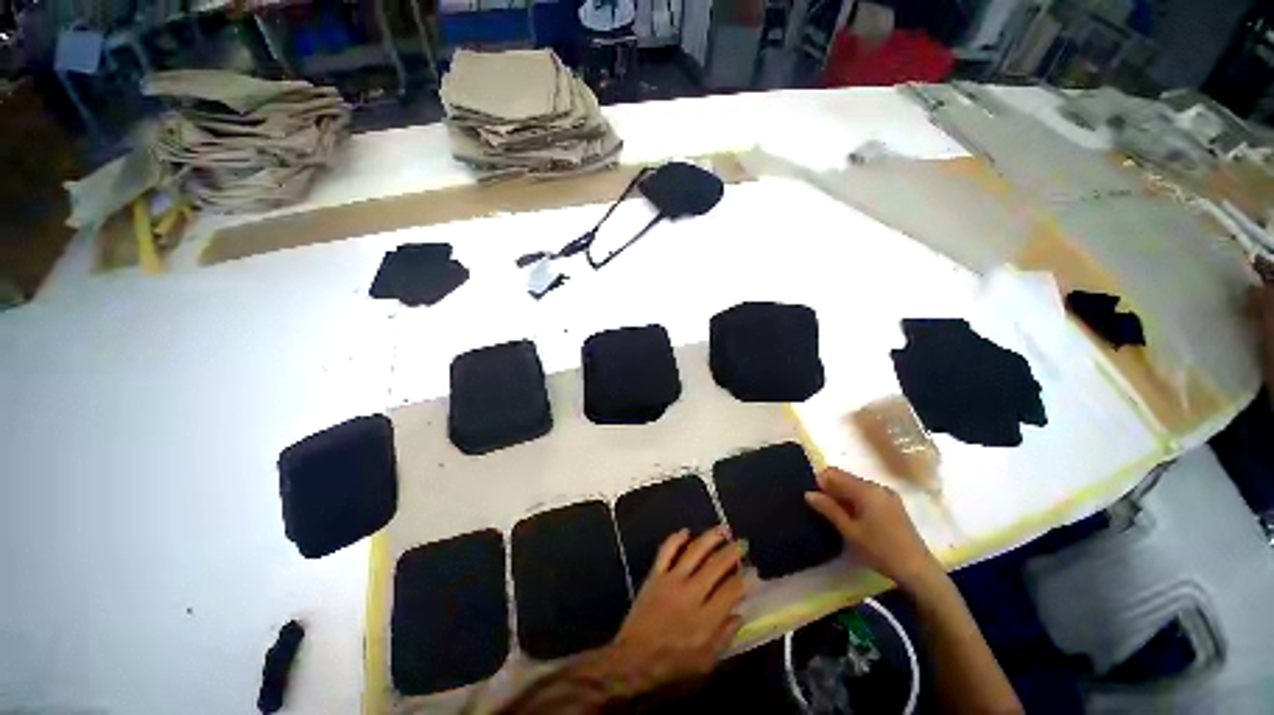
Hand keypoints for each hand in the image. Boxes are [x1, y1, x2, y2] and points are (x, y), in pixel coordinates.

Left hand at [604, 527, 745, 691]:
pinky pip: (667, 550)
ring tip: (722, 529)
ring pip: (694, 551)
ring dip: (710, 538)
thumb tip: (739, 614)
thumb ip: (724, 637)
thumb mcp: (705, 663)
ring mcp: (672, 580)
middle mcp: (692, 594)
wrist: (633, 661)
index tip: (753, 571)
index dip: (745, 578)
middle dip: (732, 552)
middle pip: (716, 565)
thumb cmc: (672, 668)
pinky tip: (686, 531)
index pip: (731, 590)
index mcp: (707, 618)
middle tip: (741, 543)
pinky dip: (676, 538)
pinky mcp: (655, 575)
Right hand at [805, 467, 941, 593]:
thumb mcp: (850, 531)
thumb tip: (809, 494)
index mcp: (866, 489)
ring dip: (844, 495)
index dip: (821, 481)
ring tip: (839, 516)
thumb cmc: (880, 550)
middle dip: (832, 489)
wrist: (918, 570)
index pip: (835, 473)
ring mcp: (888, 495)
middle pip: (846, 478)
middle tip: (825, 509)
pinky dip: (857, 501)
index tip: (816, 498)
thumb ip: (829, 509)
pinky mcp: (894, 504)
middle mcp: (877, 486)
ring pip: (857, 486)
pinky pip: (868, 494)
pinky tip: (856, 519)